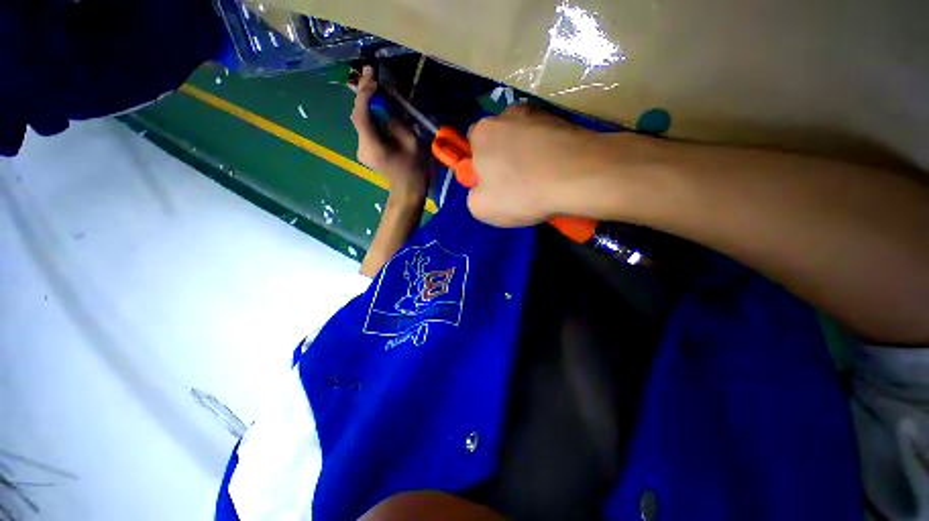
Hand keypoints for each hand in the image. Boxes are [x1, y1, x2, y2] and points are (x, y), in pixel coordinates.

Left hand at [350, 66, 428, 196]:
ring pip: (362, 121)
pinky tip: (379, 107)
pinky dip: (372, 116)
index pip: (361, 116)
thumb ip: (396, 123)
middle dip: (364, 95)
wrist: (408, 191)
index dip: (364, 94)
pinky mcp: (366, 151)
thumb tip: (385, 109)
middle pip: (359, 116)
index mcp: (372, 147)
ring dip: (368, 104)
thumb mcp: (412, 144)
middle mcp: (361, 147)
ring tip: (375, 86)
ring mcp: (362, 150)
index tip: (370, 76)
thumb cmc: (414, 170)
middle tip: (370, 74)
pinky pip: (367, 129)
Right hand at [466, 104, 614, 226]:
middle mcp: (507, 114)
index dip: (480, 167)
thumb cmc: (521, 192)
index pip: (472, 146)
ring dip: (526, 156)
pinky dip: (547, 153)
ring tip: (540, 180)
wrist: (578, 175)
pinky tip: (555, 172)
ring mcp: (538, 113)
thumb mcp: (481, 208)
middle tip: (517, 185)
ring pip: (524, 138)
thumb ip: (473, 196)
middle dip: (503, 160)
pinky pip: (546, 139)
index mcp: (482, 132)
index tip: (493, 185)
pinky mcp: (563, 120)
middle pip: (499, 140)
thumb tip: (482, 189)